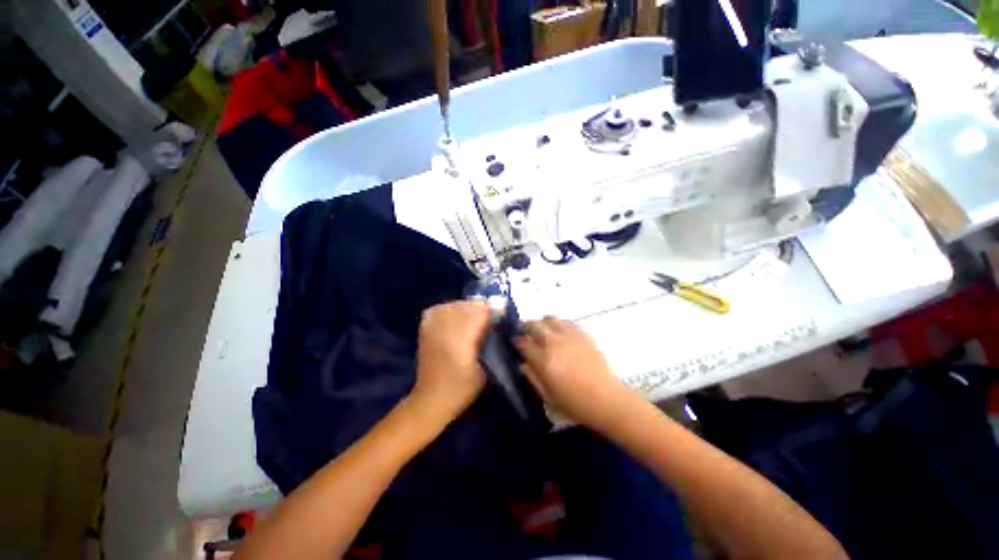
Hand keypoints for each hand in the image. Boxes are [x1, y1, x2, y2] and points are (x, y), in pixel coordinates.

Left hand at [409, 301, 491, 426]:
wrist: (431, 399)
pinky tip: (453, 315)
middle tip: (489, 315)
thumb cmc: (462, 389)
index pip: (479, 313)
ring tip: (472, 314)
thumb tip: (493, 327)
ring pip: (451, 306)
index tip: (501, 313)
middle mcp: (446, 330)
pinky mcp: (424, 331)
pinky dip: (446, 309)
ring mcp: (433, 329)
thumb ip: (488, 346)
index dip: (492, 310)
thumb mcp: (484, 371)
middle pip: (466, 306)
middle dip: (480, 307)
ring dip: (464, 307)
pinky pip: (436, 310)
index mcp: (463, 341)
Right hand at [515, 316, 639, 433]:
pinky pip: (567, 322)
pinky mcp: (583, 335)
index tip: (514, 340)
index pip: (524, 343)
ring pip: (550, 320)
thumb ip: (532, 377)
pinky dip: (559, 323)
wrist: (606, 399)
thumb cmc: (575, 403)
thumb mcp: (548, 396)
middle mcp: (555, 344)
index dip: (517, 340)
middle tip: (524, 329)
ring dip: (542, 322)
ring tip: (541, 327)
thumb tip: (522, 363)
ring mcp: (570, 337)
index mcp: (544, 361)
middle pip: (535, 326)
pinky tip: (559, 329)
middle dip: (526, 326)